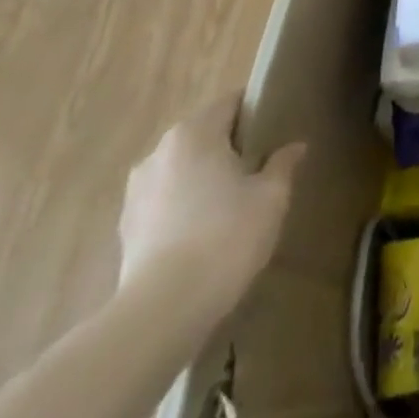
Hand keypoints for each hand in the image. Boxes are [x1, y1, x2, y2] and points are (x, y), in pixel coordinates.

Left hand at [118, 93, 305, 316]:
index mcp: (194, 132)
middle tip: (257, 171)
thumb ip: (283, 164)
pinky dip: (183, 211)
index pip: (231, 103)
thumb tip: (294, 147)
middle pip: (203, 136)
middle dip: (229, 149)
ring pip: (181, 171)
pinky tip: (202, 237)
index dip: (256, 113)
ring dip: (203, 181)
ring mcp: (136, 192)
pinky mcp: (125, 231)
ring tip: (229, 208)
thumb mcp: (271, 197)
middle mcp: (159, 152)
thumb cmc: (225, 237)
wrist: (161, 313)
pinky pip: (164, 204)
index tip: (275, 133)